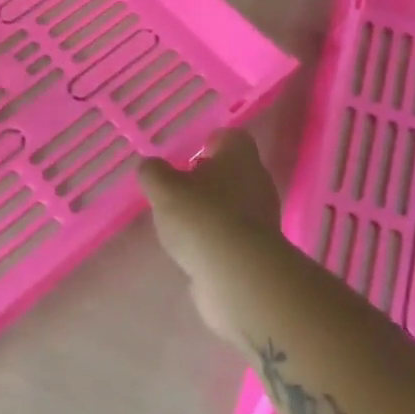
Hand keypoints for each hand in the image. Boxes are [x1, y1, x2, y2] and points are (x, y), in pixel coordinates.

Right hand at [139, 129, 288, 340]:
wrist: (239, 276)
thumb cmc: (201, 217)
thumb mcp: (163, 188)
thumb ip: (154, 173)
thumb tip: (152, 168)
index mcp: (239, 157)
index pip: (231, 137)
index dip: (209, 142)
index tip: (188, 154)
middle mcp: (257, 183)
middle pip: (233, 171)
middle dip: (207, 178)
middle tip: (179, 187)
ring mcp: (262, 219)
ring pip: (234, 203)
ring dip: (211, 209)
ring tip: (180, 221)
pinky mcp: (258, 251)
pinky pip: (233, 234)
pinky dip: (216, 238)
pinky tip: (193, 248)